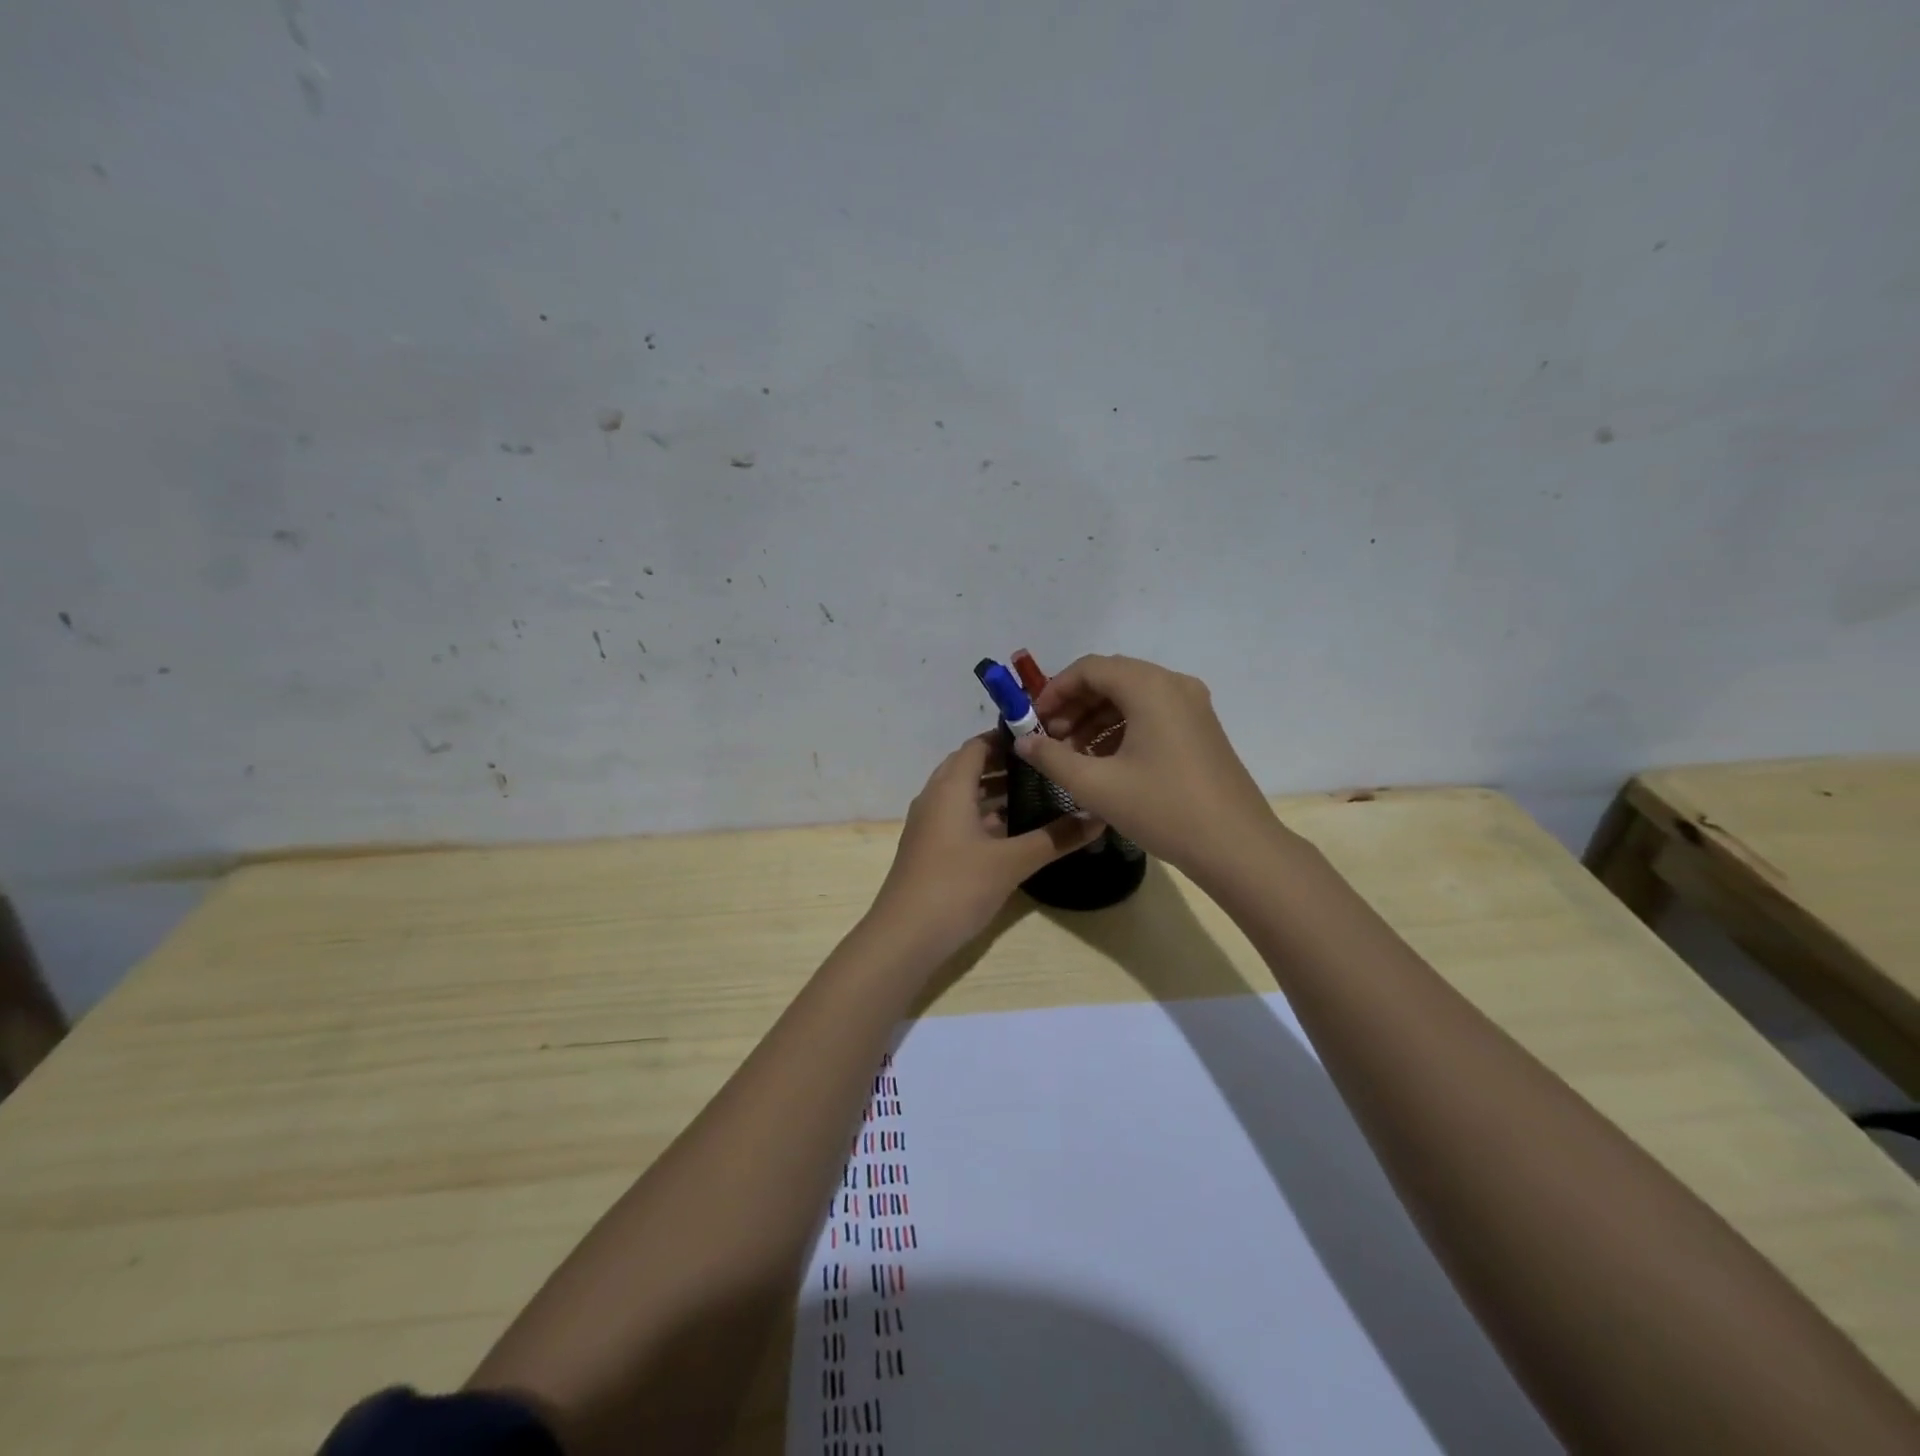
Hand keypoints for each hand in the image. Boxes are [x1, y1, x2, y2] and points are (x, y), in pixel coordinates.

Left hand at [870, 735, 1104, 956]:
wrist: (905, 936)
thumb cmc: (957, 886)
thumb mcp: (1012, 862)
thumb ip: (1055, 838)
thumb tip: (1099, 818)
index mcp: (950, 788)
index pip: (977, 745)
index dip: (1007, 737)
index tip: (1043, 738)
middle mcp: (935, 798)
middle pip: (968, 767)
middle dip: (1004, 763)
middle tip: (1044, 765)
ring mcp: (929, 825)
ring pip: (963, 795)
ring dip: (993, 790)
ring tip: (1036, 793)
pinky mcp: (929, 849)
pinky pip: (958, 818)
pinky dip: (983, 816)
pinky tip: (1012, 831)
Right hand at [1013, 655, 1279, 881]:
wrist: (1236, 846)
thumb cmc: (1163, 809)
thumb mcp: (1095, 786)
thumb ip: (1051, 758)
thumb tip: (1023, 741)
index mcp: (1149, 687)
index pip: (1089, 669)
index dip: (1054, 690)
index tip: (1033, 721)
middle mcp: (1173, 685)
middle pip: (1111, 678)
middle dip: (1074, 705)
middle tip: (1049, 739)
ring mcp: (1192, 706)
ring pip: (1131, 697)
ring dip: (1096, 719)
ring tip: (1072, 755)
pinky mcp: (1200, 728)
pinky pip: (1151, 714)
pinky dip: (1121, 729)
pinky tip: (1104, 762)